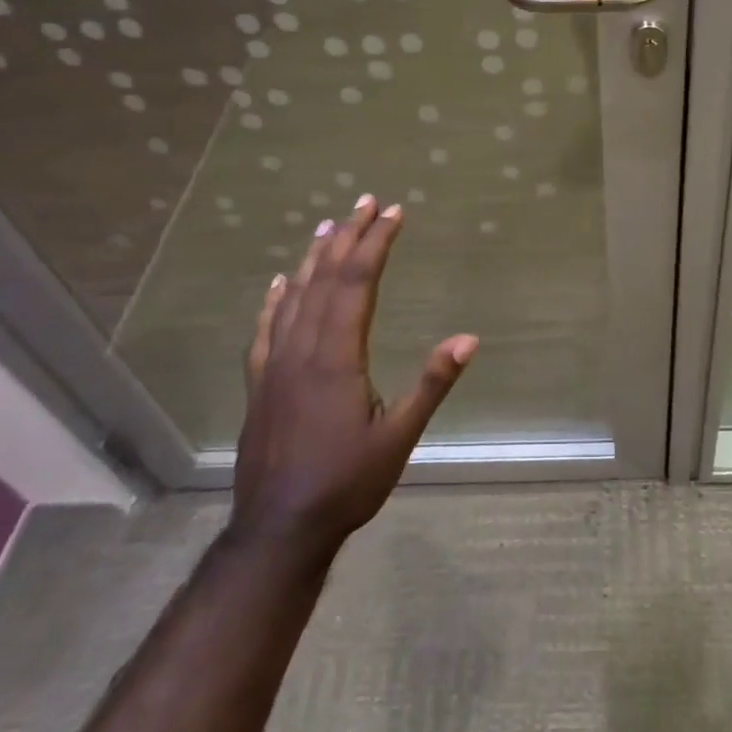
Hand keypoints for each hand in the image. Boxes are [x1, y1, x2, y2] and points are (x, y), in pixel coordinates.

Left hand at [230, 195, 477, 567]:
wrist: (277, 530)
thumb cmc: (346, 483)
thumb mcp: (399, 436)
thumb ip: (432, 383)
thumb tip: (470, 338)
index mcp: (337, 356)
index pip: (358, 282)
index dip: (376, 243)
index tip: (394, 213)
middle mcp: (303, 348)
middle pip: (326, 278)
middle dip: (349, 236)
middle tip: (367, 202)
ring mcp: (276, 364)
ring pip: (295, 295)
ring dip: (315, 256)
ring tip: (330, 225)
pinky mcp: (260, 383)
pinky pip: (266, 327)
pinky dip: (275, 298)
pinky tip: (280, 281)